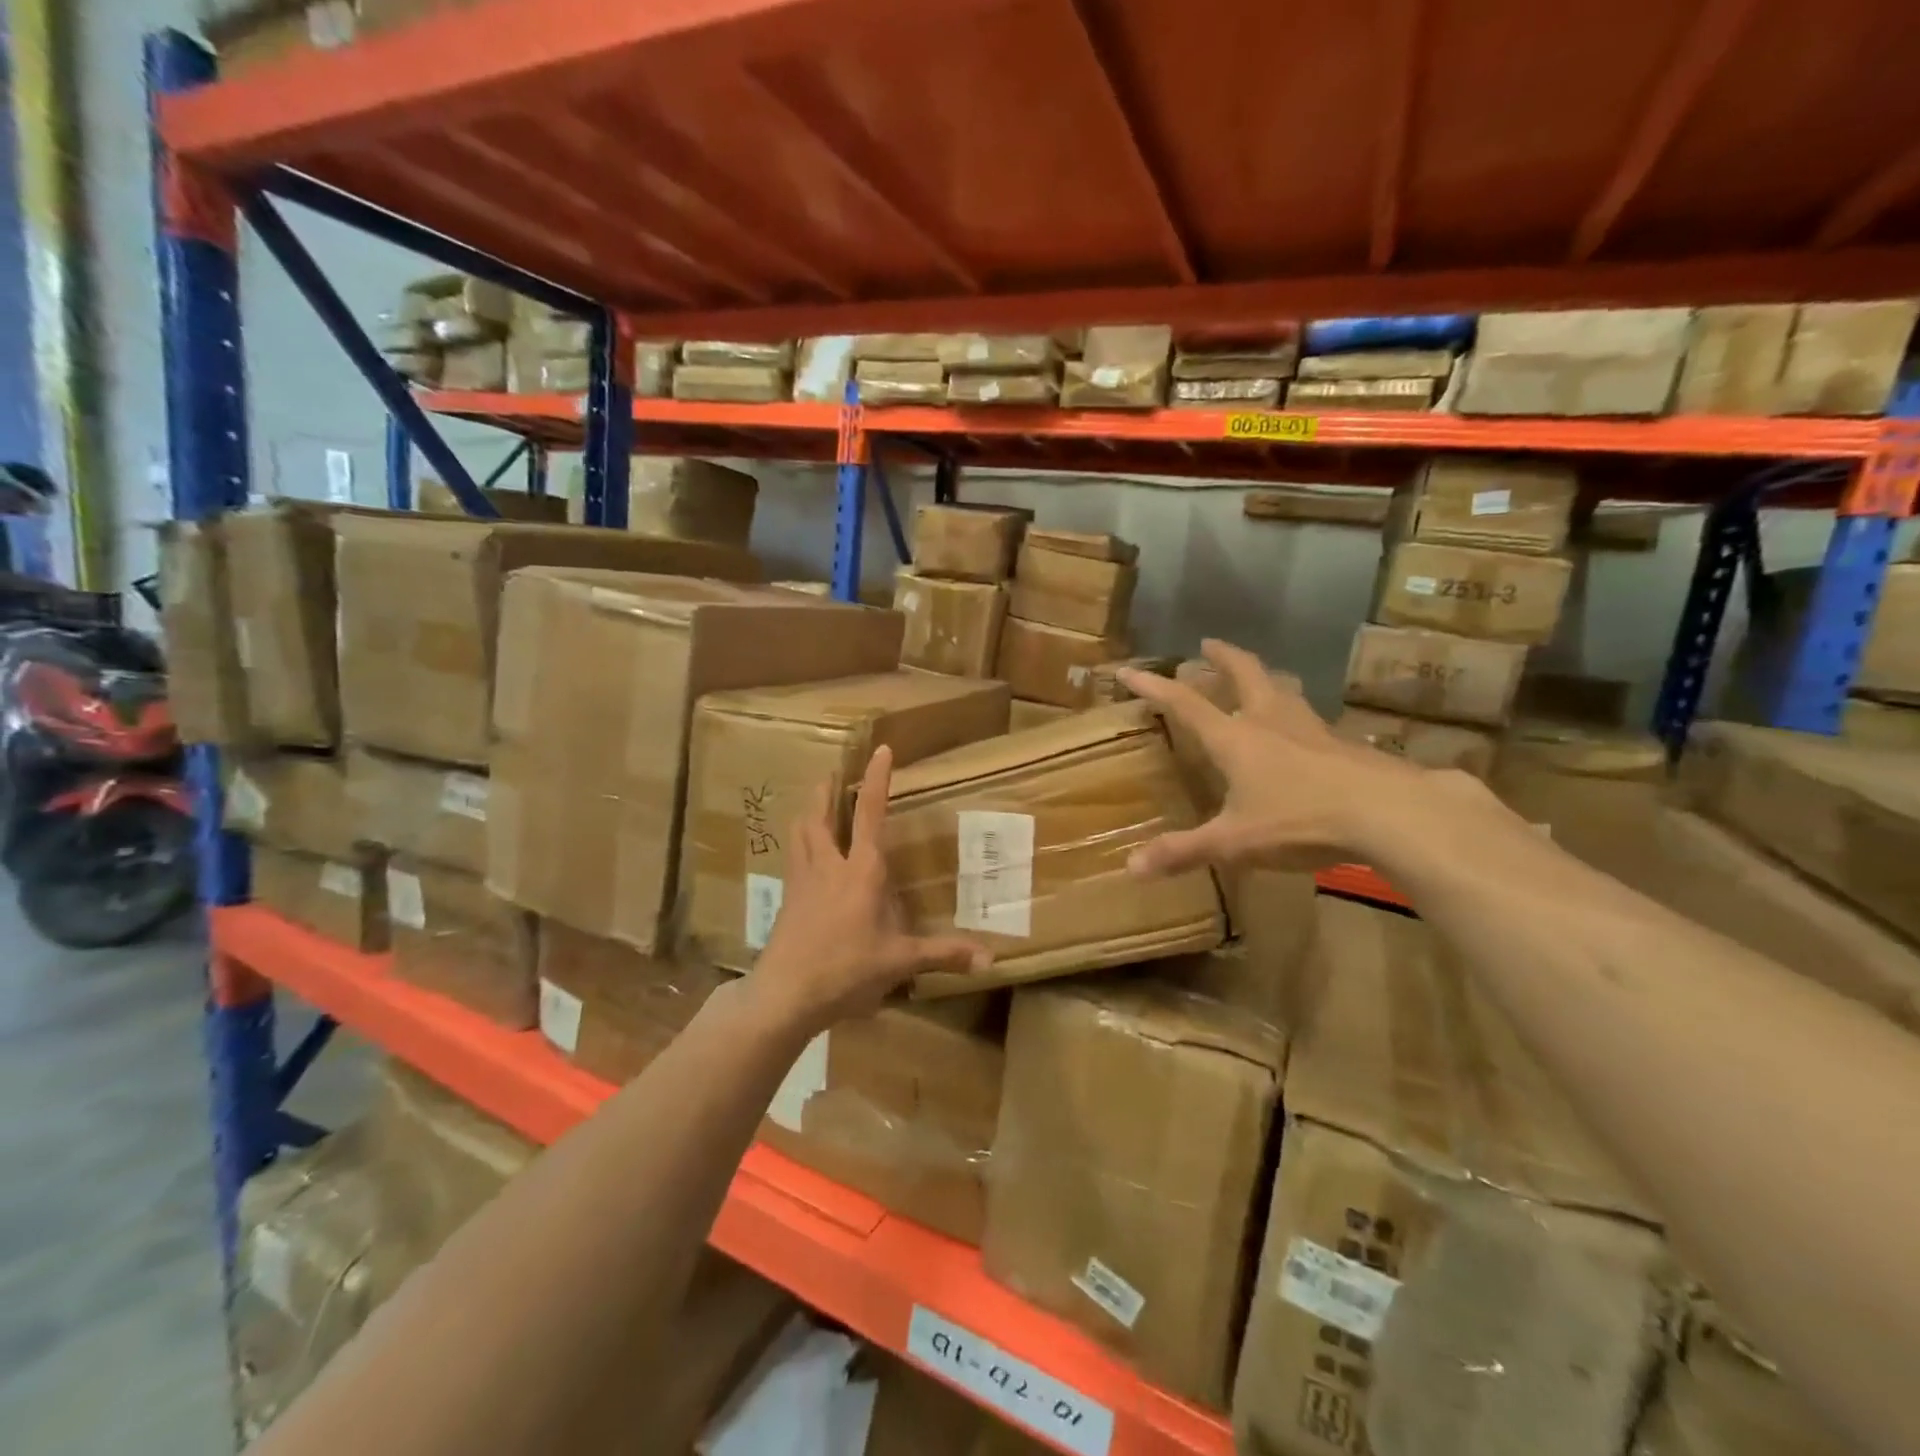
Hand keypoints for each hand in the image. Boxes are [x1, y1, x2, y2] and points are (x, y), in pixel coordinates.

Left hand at [752, 745, 990, 1027]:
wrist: (784, 995)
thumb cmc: (845, 970)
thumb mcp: (899, 962)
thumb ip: (943, 954)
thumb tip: (989, 959)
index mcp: (860, 871)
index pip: (869, 813)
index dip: (876, 779)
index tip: (881, 750)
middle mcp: (828, 866)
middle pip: (820, 815)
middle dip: (827, 791)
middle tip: (832, 773)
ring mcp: (802, 882)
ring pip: (800, 833)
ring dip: (808, 812)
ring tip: (815, 804)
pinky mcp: (787, 900)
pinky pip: (793, 859)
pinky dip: (799, 844)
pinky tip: (804, 857)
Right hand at [1119, 639, 1425, 875]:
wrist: (1389, 813)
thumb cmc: (1300, 820)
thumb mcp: (1234, 842)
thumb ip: (1184, 852)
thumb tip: (1131, 868)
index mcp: (1235, 739)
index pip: (1185, 704)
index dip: (1155, 687)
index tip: (1130, 670)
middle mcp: (1270, 722)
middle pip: (1244, 675)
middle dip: (1223, 657)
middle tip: (1208, 644)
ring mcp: (1311, 729)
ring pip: (1283, 689)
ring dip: (1264, 677)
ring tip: (1257, 677)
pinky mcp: (1343, 744)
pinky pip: (1309, 719)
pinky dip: (1295, 713)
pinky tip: (1302, 732)